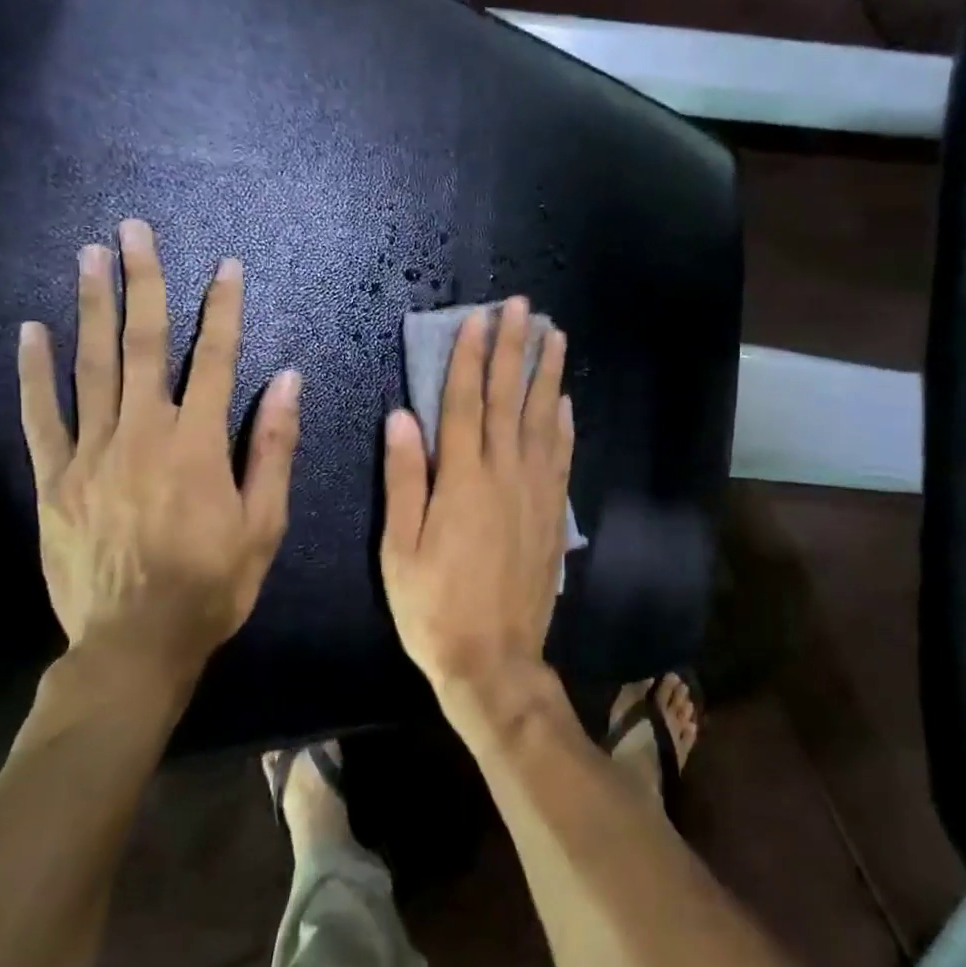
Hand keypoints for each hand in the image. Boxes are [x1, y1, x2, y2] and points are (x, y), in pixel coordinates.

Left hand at [18, 219, 300, 707]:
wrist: (135, 644)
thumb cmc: (213, 583)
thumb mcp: (265, 522)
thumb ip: (273, 447)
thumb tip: (287, 380)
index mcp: (199, 443)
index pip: (217, 359)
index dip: (223, 309)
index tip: (226, 266)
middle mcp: (143, 433)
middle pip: (144, 345)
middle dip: (144, 283)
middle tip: (133, 231)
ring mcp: (91, 453)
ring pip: (92, 366)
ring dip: (92, 307)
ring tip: (89, 256)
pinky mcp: (54, 479)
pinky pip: (41, 415)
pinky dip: (36, 371)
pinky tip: (32, 330)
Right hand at [379, 297, 573, 702]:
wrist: (494, 659)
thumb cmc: (434, 607)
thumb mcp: (401, 548)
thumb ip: (404, 480)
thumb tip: (402, 417)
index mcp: (462, 480)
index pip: (466, 403)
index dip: (471, 358)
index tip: (479, 318)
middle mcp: (505, 475)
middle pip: (510, 399)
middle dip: (515, 349)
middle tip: (524, 307)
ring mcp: (536, 493)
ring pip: (543, 420)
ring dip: (548, 375)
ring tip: (555, 336)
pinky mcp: (553, 514)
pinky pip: (561, 458)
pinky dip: (563, 425)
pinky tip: (564, 402)